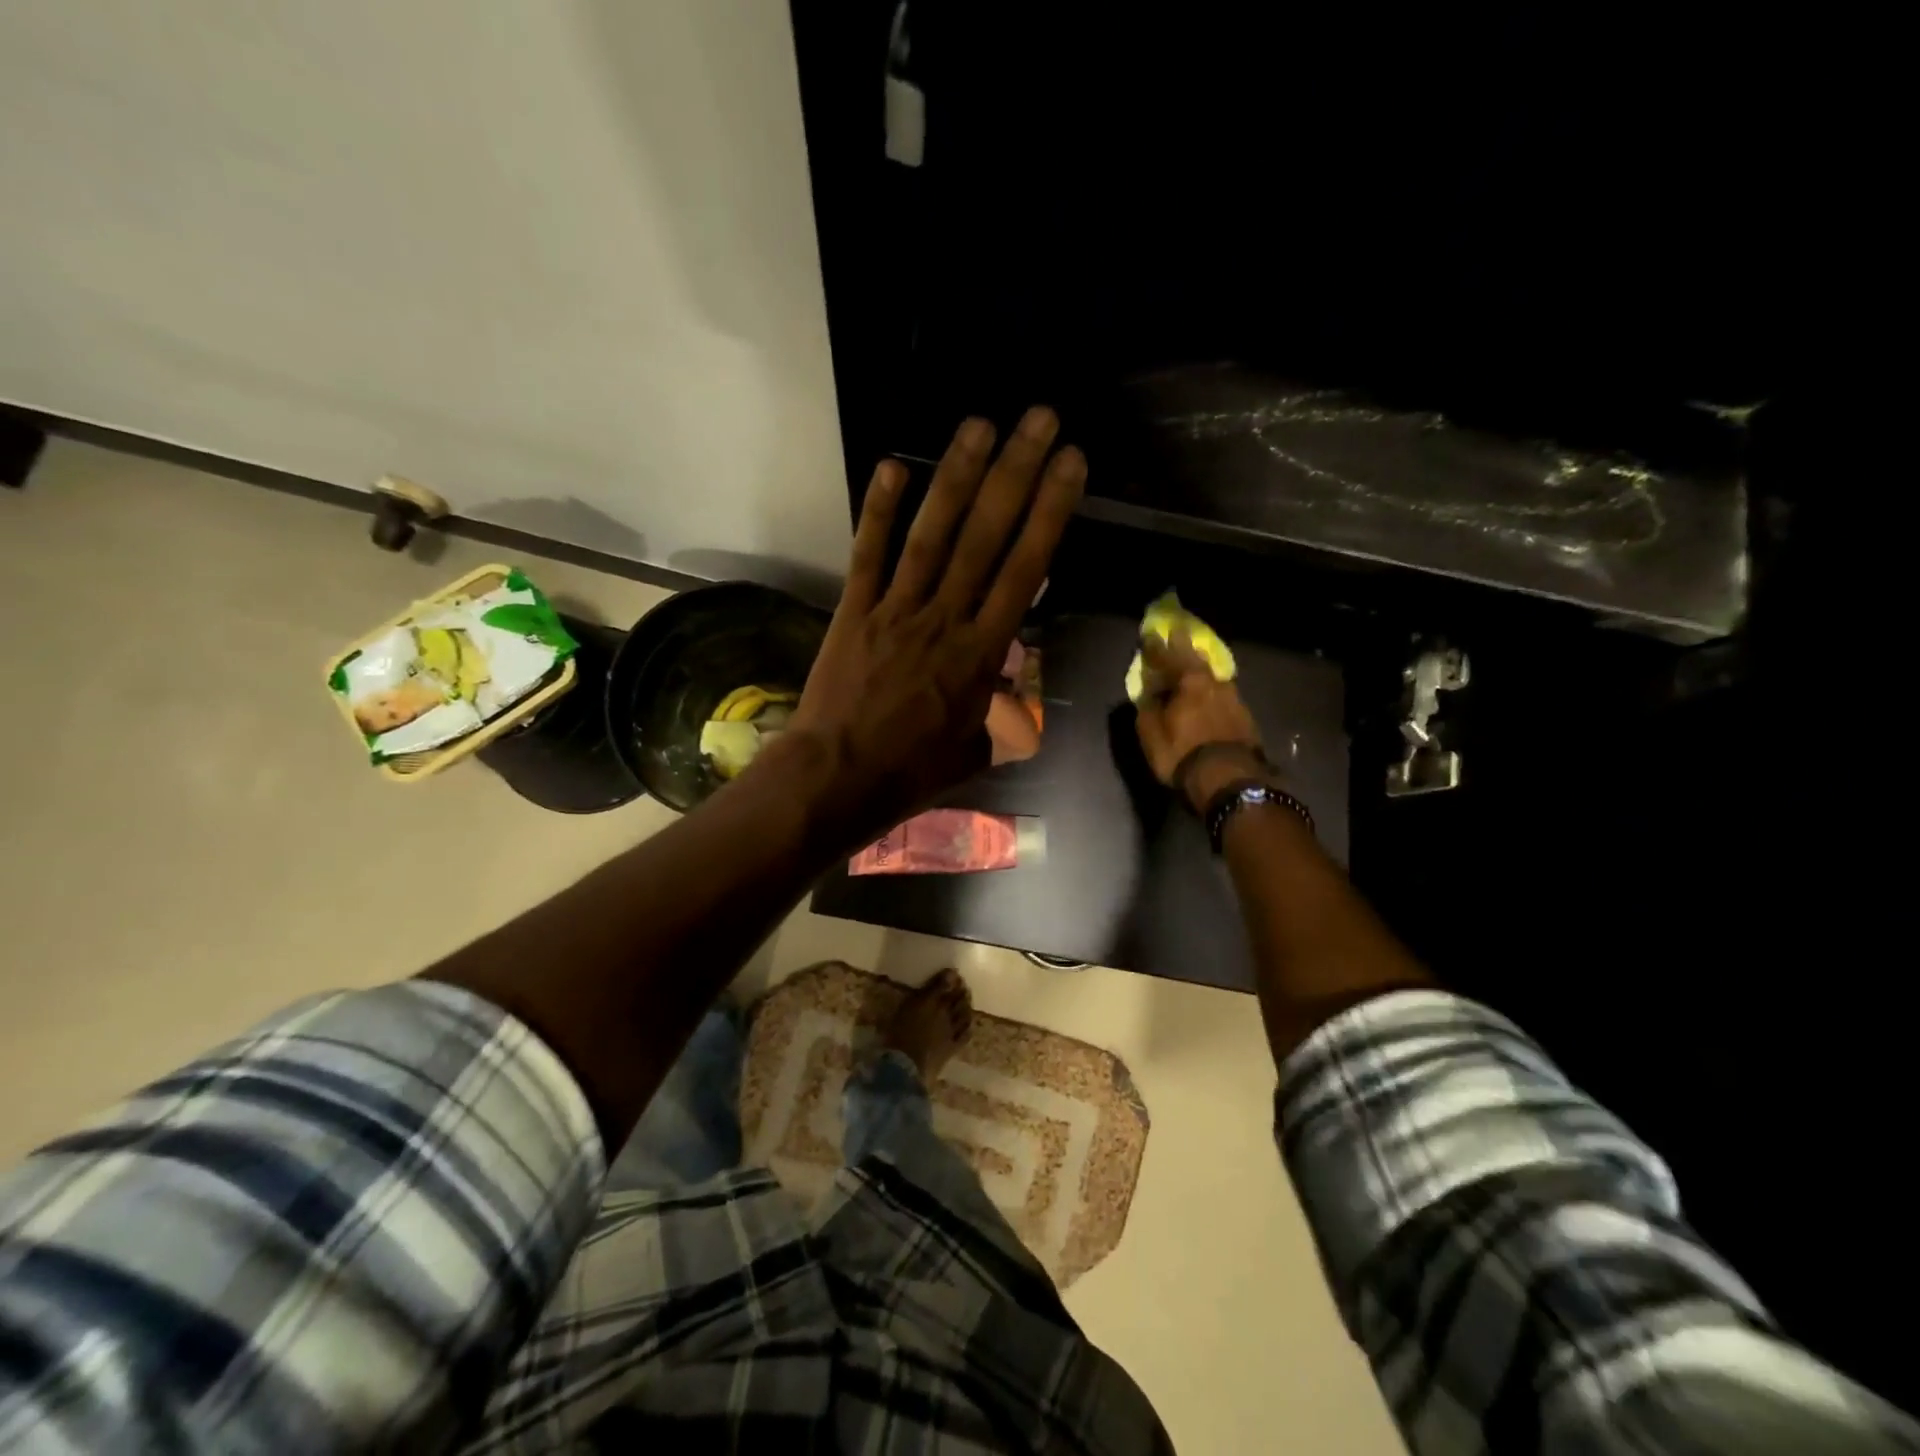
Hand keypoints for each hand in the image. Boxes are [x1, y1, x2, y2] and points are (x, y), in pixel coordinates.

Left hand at [783, 408, 1085, 836]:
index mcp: (982, 653)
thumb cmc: (911, 771)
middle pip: (985, 536)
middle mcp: (945, 618)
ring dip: (956, 476)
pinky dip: (879, 511)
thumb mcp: (972, 750)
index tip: (1070, 464)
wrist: (838, 778)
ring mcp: (896, 609)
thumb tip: (1007, 700)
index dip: (1050, 512)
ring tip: (980, 424)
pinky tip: (893, 464)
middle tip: (1039, 419)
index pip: (1025, 570)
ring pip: (932, 534)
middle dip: (1016, 473)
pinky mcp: (854, 610)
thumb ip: (995, 718)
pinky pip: (869, 554)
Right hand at [1134, 636, 1265, 811]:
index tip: (1148, 635)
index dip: (1155, 647)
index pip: (1167, 657)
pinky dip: (1212, 690)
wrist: (1230, 778)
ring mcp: (1234, 698)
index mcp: (1189, 680)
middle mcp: (1213, 682)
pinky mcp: (1245, 716)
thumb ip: (1147, 709)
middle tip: (1178, 631)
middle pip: (1195, 659)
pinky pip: (1223, 695)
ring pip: (1212, 676)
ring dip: (1201, 668)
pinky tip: (1211, 693)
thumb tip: (1149, 695)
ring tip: (1195, 662)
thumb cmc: (1182, 753)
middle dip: (1184, 646)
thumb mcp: (1151, 734)